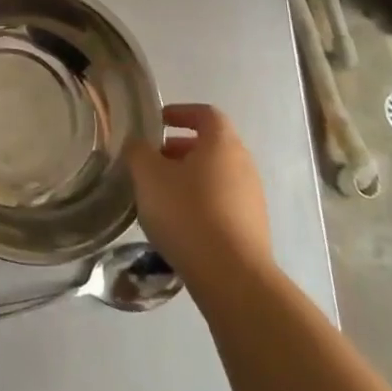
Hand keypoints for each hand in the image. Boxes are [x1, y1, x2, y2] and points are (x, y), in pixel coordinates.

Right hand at [127, 103, 271, 284]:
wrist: (232, 277)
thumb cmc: (187, 213)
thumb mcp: (148, 175)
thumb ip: (138, 151)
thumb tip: (138, 145)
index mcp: (222, 143)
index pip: (205, 113)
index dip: (180, 113)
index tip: (157, 123)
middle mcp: (244, 165)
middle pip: (211, 146)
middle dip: (179, 149)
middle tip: (152, 162)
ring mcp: (252, 199)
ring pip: (216, 176)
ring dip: (188, 178)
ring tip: (159, 195)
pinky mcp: (253, 229)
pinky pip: (222, 203)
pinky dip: (200, 203)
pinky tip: (179, 223)